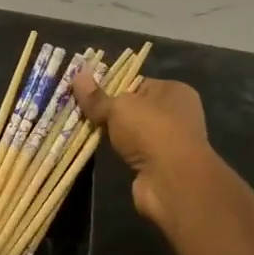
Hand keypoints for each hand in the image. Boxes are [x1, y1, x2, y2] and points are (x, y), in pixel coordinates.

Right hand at [71, 73, 213, 231]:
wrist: (171, 179)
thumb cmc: (150, 130)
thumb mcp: (118, 107)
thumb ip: (97, 96)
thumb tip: (78, 75)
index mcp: (174, 91)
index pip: (137, 83)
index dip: (112, 87)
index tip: (87, 93)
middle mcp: (176, 113)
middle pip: (134, 108)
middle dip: (109, 112)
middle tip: (80, 112)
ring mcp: (169, 141)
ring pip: (132, 131)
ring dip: (112, 134)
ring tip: (84, 129)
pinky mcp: (159, 164)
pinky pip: (132, 151)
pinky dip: (118, 152)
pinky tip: (99, 150)